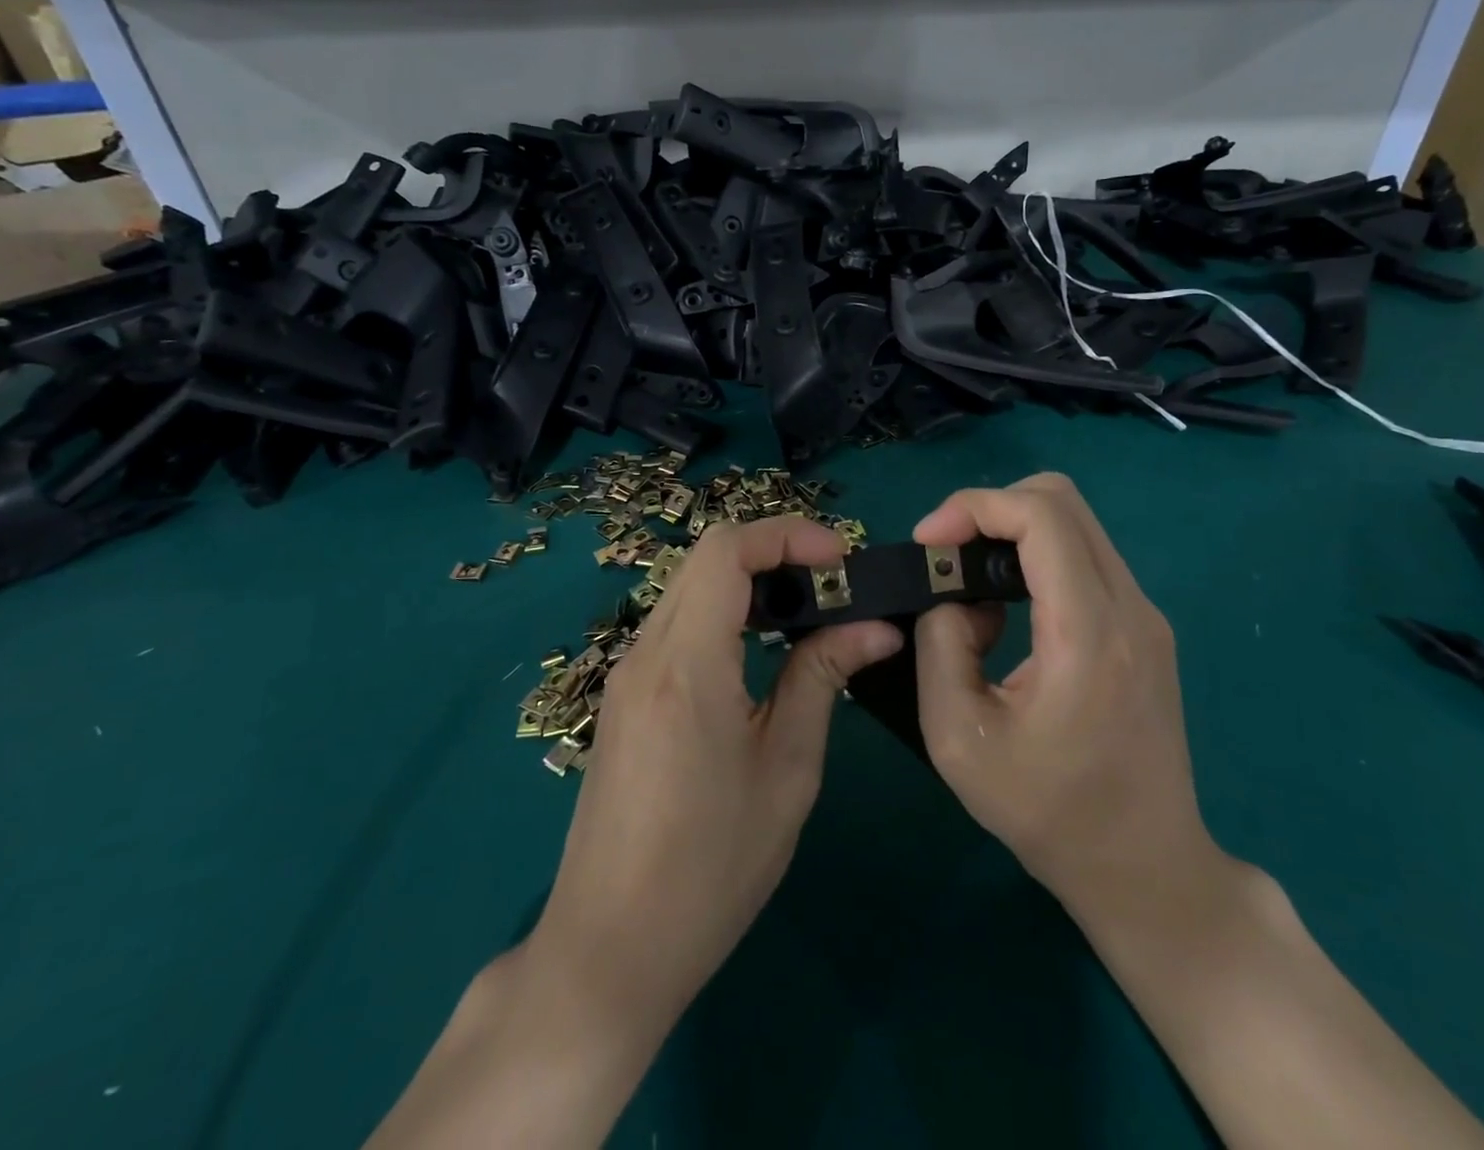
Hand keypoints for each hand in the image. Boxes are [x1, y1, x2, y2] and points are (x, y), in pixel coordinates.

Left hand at [530, 515, 902, 1033]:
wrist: (609, 948)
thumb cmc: (711, 868)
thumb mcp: (785, 770)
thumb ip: (822, 679)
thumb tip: (874, 626)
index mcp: (687, 666)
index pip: (726, 552)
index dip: (787, 535)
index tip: (840, 559)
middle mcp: (646, 652)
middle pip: (707, 558)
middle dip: (775, 552)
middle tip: (833, 585)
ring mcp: (627, 673)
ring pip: (690, 587)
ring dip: (750, 582)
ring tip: (808, 614)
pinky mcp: (625, 695)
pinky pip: (677, 624)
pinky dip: (724, 613)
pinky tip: (760, 650)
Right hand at [912, 473, 1229, 923]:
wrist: (1146, 870)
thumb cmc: (1048, 814)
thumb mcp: (959, 739)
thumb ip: (941, 645)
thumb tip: (953, 596)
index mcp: (1089, 634)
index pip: (1041, 516)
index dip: (974, 506)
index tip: (928, 541)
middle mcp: (1130, 608)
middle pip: (1061, 500)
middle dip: (991, 508)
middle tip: (947, 552)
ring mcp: (1145, 615)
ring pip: (1075, 523)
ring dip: (1012, 530)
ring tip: (968, 580)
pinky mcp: (1144, 627)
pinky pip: (1085, 556)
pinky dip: (1036, 556)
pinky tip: (1007, 605)